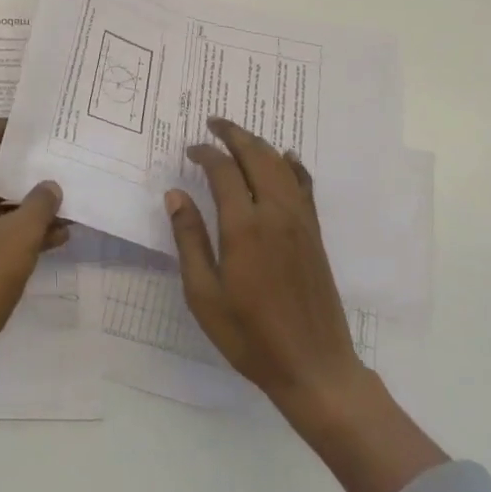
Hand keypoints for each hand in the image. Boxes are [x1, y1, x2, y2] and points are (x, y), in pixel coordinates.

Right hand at [166, 118, 369, 423]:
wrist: (314, 367)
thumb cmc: (249, 335)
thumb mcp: (204, 294)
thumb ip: (190, 239)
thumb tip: (175, 194)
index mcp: (244, 227)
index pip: (224, 171)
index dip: (206, 153)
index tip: (190, 149)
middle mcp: (275, 214)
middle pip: (257, 157)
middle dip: (234, 135)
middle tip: (214, 123)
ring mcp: (300, 222)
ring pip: (282, 166)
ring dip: (260, 145)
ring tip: (240, 136)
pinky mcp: (315, 234)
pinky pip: (304, 186)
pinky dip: (293, 166)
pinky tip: (287, 158)